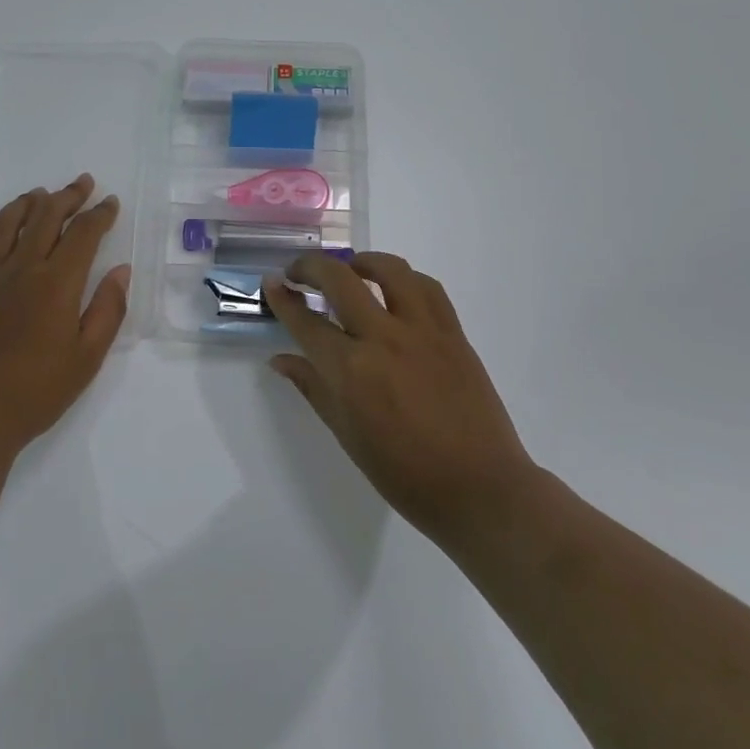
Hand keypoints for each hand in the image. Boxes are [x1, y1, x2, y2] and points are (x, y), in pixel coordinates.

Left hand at [0, 174, 129, 456]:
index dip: (99, 214)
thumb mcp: (87, 357)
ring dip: (27, 203)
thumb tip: (121, 270)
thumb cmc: (36, 392)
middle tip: (83, 183)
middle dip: (67, 196)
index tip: (111, 202)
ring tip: (40, 194)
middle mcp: (20, 269)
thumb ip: (107, 309)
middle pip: (45, 217)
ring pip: (6, 224)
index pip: (82, 234)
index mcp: (55, 283)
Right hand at [264, 252, 535, 539]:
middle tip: (298, 272)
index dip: (282, 299)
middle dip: (311, 267)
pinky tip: (395, 288)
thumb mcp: (346, 434)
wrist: (478, 487)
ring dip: (362, 262)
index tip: (271, 283)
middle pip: (340, 279)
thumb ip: (312, 387)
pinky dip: (405, 279)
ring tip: (349, 269)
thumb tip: (281, 360)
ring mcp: (423, 331)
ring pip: (390, 270)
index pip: (305, 321)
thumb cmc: (404, 473)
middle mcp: (383, 338)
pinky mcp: (454, 333)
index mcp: (350, 370)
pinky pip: (428, 288)